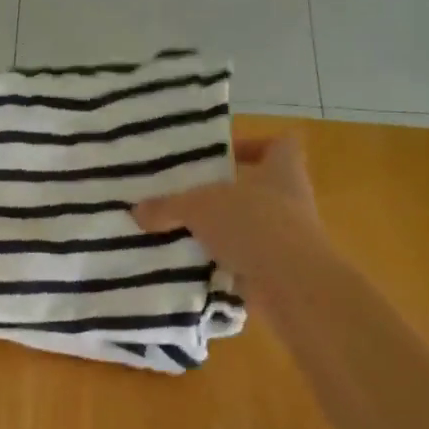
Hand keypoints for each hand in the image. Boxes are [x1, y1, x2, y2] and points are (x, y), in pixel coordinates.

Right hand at [133, 137, 324, 303]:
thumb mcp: (199, 207)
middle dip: (224, 194)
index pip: (279, 144)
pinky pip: (243, 260)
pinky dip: (221, 263)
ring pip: (248, 226)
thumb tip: (137, 211)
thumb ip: (168, 206)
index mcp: (283, 169)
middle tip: (187, 197)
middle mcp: (291, 200)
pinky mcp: (277, 269)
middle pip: (258, 188)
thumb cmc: (253, 224)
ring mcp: (288, 237)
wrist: (290, 284)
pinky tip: (191, 266)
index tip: (221, 156)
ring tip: (181, 233)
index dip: (253, 145)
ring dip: (220, 231)